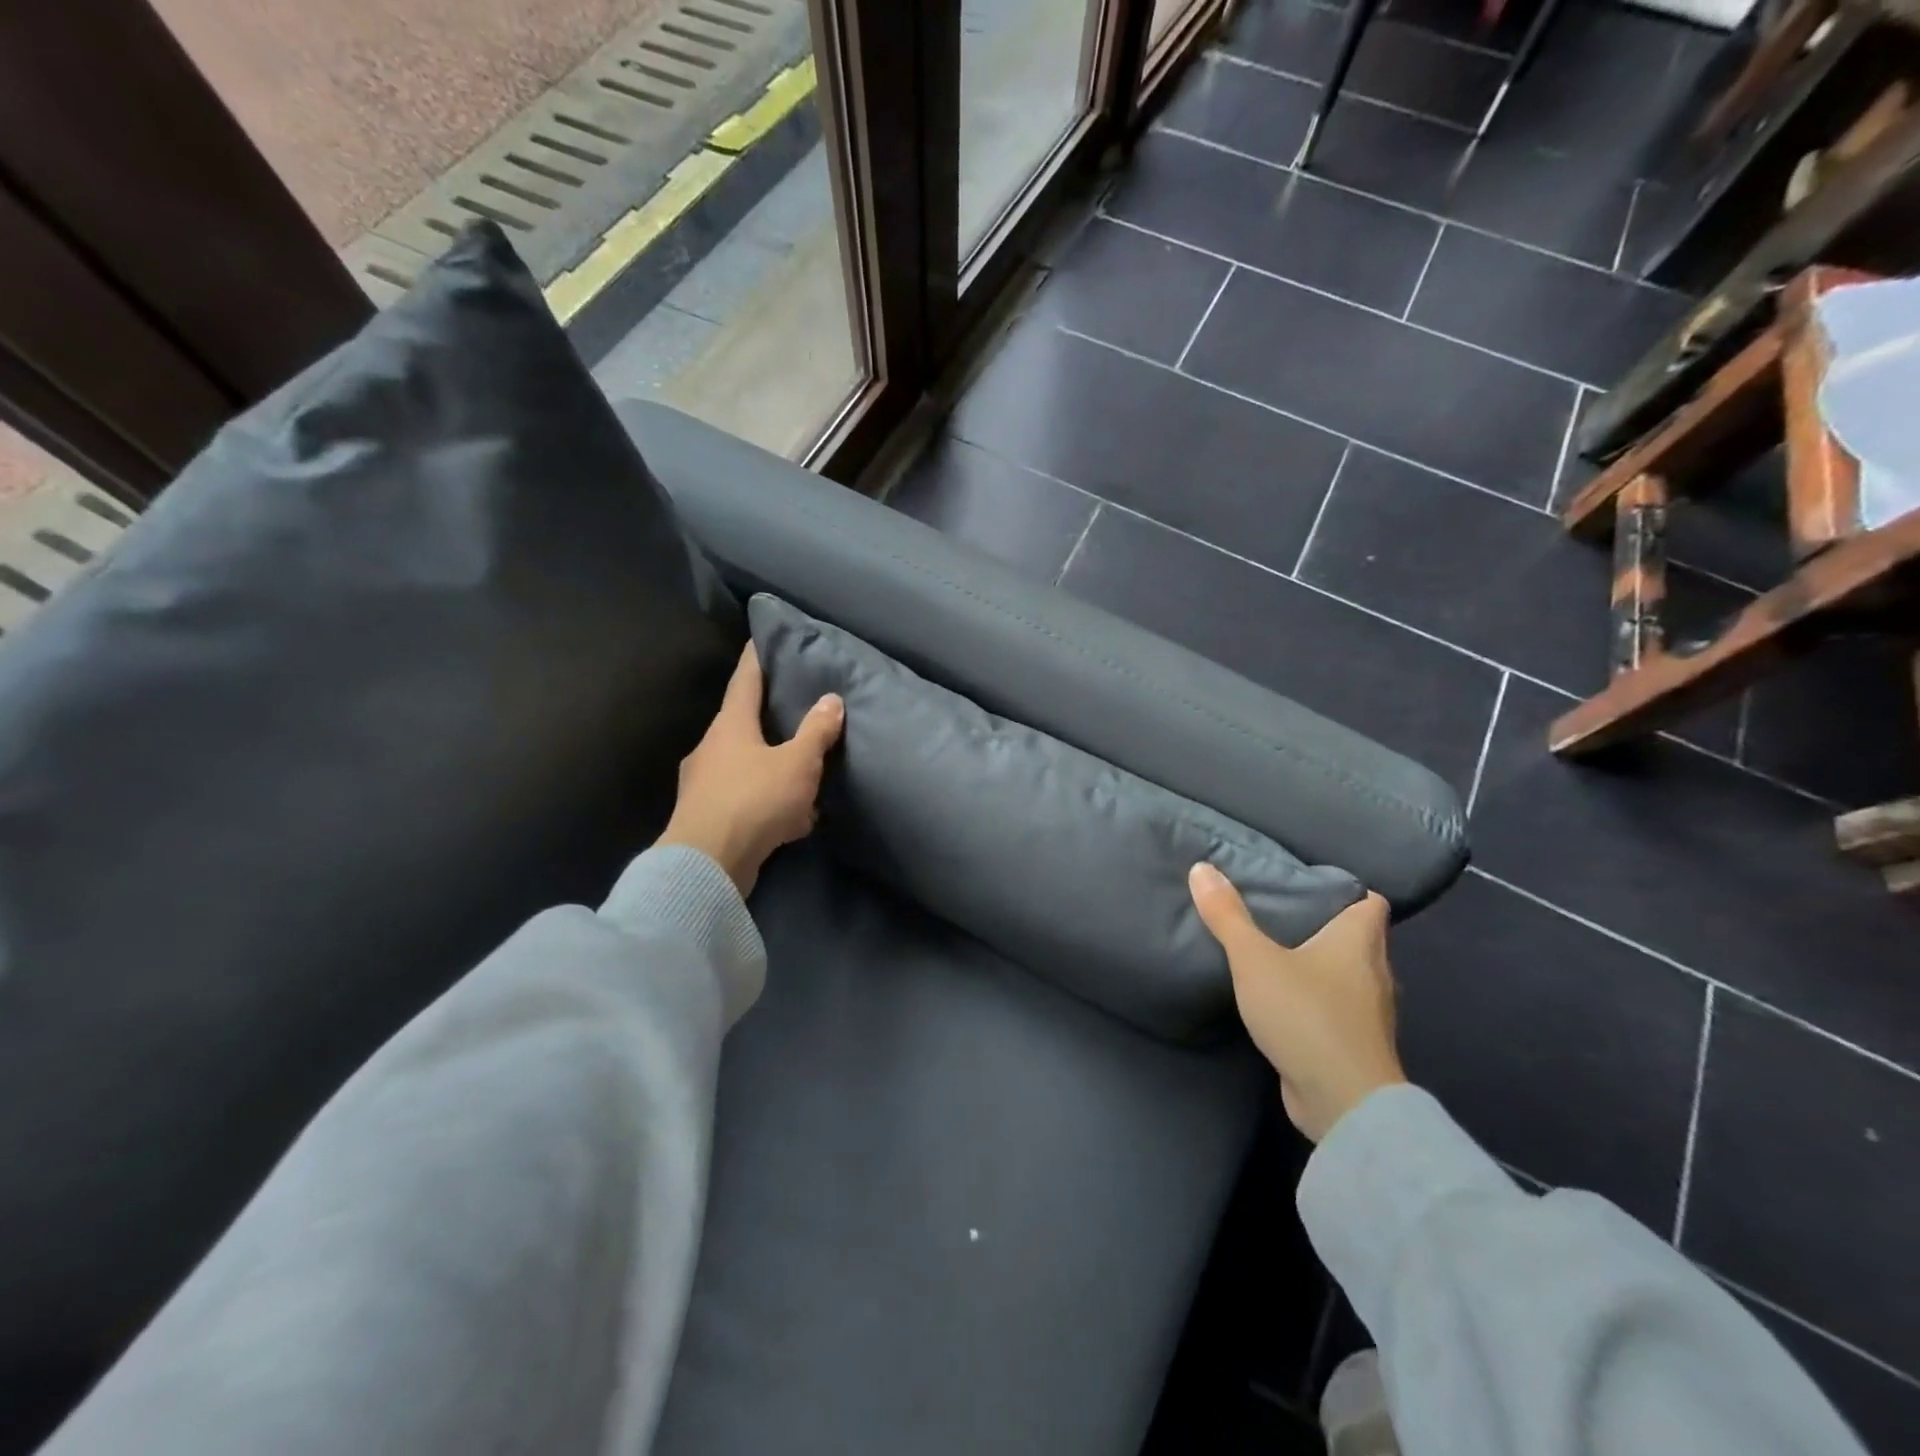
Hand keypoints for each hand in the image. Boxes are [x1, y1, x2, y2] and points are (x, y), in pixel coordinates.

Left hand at [656, 644, 843, 895]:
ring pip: (745, 766)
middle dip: (768, 720)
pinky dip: (768, 804)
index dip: (756, 658)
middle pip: (742, 725)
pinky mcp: (707, 818)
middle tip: (794, 712)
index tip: (761, 639)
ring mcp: (704, 785)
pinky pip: (746, 801)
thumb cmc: (754, 800)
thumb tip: (832, 699)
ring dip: (772, 769)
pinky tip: (793, 820)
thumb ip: (816, 732)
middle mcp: (711, 749)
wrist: (707, 864)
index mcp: (730, 726)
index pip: (745, 680)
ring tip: (802, 775)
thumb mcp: (798, 763)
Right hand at [1189, 864, 1405, 1141]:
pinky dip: (1317, 1001)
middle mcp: (1375, 973)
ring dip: (1322, 967)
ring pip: (1349, 976)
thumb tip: (1202, 867)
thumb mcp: (1254, 959)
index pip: (1372, 903)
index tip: (1311, 886)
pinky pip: (1337, 1010)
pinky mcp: (1355, 1046)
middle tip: (1283, 914)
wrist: (1342, 1101)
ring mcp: (1369, 1014)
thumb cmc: (1306, 1014)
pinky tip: (1285, 1002)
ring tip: (1279, 954)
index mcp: (1360, 942)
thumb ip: (1227, 916)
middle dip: (1327, 926)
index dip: (1348, 891)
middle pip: (1359, 938)